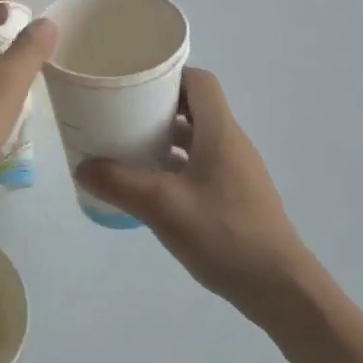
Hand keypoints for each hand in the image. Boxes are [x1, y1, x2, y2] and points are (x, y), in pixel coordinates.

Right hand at [76, 68, 315, 316]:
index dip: (168, 74)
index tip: (133, 79)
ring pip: (196, 138)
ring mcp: (235, 172)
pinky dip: (173, 165)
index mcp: (220, 132)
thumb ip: (120, 184)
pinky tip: (149, 185)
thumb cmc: (224, 235)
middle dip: (156, 105)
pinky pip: (199, 165)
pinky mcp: (234, 197)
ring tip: (126, 145)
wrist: (280, 289)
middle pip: (194, 107)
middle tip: (119, 111)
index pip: (199, 81)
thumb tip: (81, 167)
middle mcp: (231, 144)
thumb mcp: (163, 207)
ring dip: (163, 137)